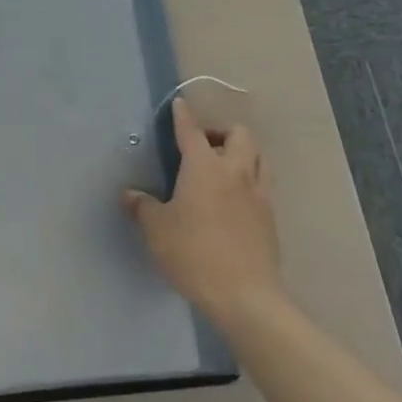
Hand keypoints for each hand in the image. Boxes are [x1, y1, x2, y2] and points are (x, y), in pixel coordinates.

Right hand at [123, 98, 284, 324]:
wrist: (245, 296)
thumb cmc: (194, 253)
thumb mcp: (157, 230)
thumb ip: (143, 208)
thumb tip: (131, 195)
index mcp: (204, 167)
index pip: (192, 131)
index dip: (183, 116)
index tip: (179, 104)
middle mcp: (235, 172)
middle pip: (239, 135)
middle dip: (221, 132)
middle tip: (203, 146)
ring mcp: (258, 195)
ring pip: (258, 157)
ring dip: (242, 153)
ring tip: (224, 167)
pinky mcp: (270, 219)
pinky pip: (263, 186)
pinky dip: (249, 181)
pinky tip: (235, 200)